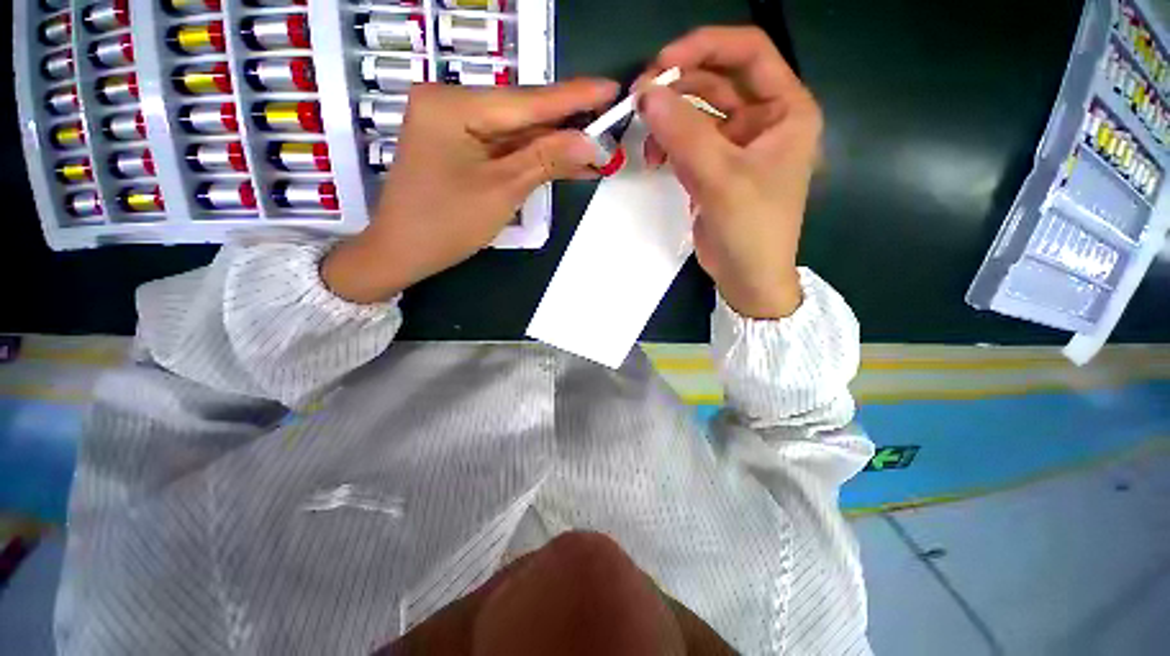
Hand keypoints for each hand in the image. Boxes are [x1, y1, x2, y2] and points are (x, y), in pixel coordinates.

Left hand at [323, 80, 618, 303]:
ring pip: (516, 133)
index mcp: (453, 105)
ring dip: (554, 146)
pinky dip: (533, 158)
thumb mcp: (502, 190)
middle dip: (566, 127)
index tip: (611, 89)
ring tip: (595, 151)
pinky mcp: (457, 146)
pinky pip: (503, 148)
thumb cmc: (447, 224)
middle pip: (521, 114)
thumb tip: (591, 142)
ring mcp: (452, 125)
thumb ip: (547, 159)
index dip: (573, 97)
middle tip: (607, 127)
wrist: (403, 253)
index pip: (526, 100)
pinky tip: (564, 162)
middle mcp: (450, 103)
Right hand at [636, 27, 822, 318]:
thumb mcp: (721, 178)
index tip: (662, 61)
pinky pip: (688, 142)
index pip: (749, 53)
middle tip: (639, 100)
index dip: (706, 47)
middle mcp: (763, 120)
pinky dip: (668, 145)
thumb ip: (683, 134)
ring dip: (668, 121)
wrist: (746, 277)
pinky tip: (654, 160)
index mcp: (786, 110)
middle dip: (678, 86)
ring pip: (697, 113)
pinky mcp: (714, 168)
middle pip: (717, 81)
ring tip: (647, 143)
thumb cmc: (750, 229)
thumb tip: (645, 93)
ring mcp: (736, 145)